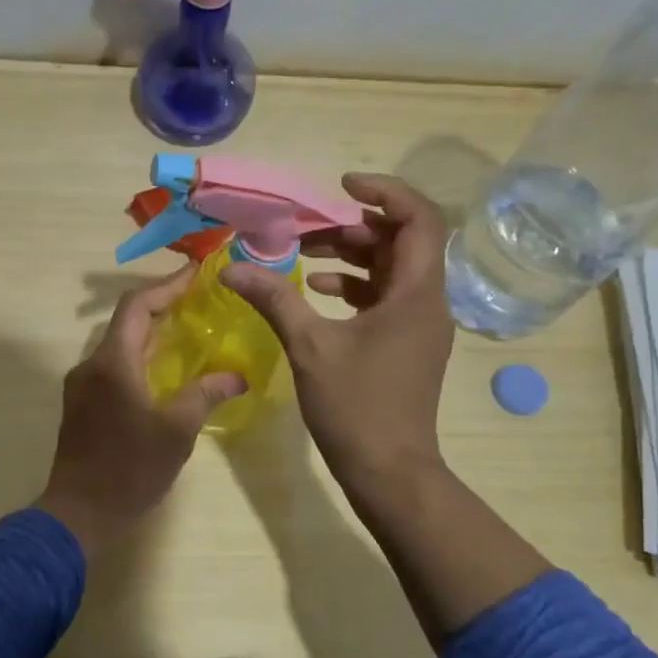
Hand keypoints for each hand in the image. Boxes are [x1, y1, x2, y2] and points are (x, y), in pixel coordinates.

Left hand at [36, 269, 246, 554]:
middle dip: (162, 305)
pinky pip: (113, 366)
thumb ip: (206, 394)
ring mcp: (82, 386)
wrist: (79, 514)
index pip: (137, 306)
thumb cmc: (129, 470)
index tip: (197, 273)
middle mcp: (91, 365)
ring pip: (119, 344)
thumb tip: (238, 376)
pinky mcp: (81, 405)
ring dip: (151, 333)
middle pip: (127, 321)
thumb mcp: (176, 431)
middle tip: (200, 301)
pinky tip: (165, 371)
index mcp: (112, 363)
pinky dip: (140, 357)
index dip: (167, 285)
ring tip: (188, 332)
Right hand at [222, 174, 454, 504]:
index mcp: (416, 293)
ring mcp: (419, 324)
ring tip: (304, 253)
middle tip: (307, 227)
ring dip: (351, 255)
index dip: (385, 191)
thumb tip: (231, 268)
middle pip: (402, 240)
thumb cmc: (356, 407)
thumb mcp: (310, 347)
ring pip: (392, 269)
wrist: (389, 471)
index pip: (419, 218)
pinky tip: (316, 290)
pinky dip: (354, 286)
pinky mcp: (406, 342)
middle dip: (354, 226)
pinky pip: (385, 297)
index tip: (341, 187)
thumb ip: (274, 299)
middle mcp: (427, 301)